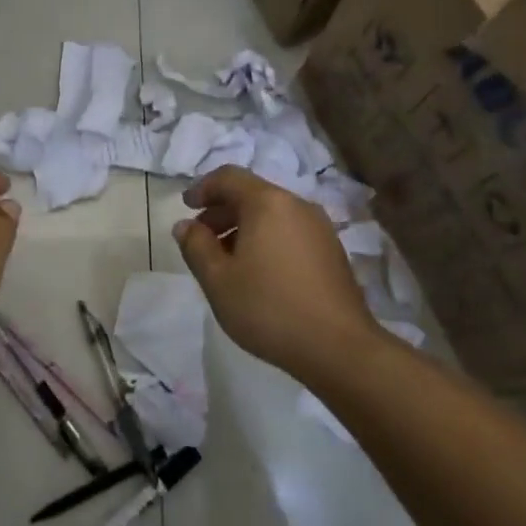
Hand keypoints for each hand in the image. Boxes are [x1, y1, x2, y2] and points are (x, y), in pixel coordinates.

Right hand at [172, 165, 378, 383]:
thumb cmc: (270, 308)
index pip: (229, 177)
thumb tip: (185, 226)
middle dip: (222, 211)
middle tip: (201, 238)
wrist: (340, 348)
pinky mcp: (332, 251)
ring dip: (244, 227)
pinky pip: (290, 231)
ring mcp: (319, 227)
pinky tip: (259, 272)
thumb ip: (196, 247)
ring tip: (227, 260)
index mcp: (267, 202)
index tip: (186, 207)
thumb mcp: (218, 280)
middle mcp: (296, 205)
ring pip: (272, 214)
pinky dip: (267, 239)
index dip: (203, 187)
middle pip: (252, 194)